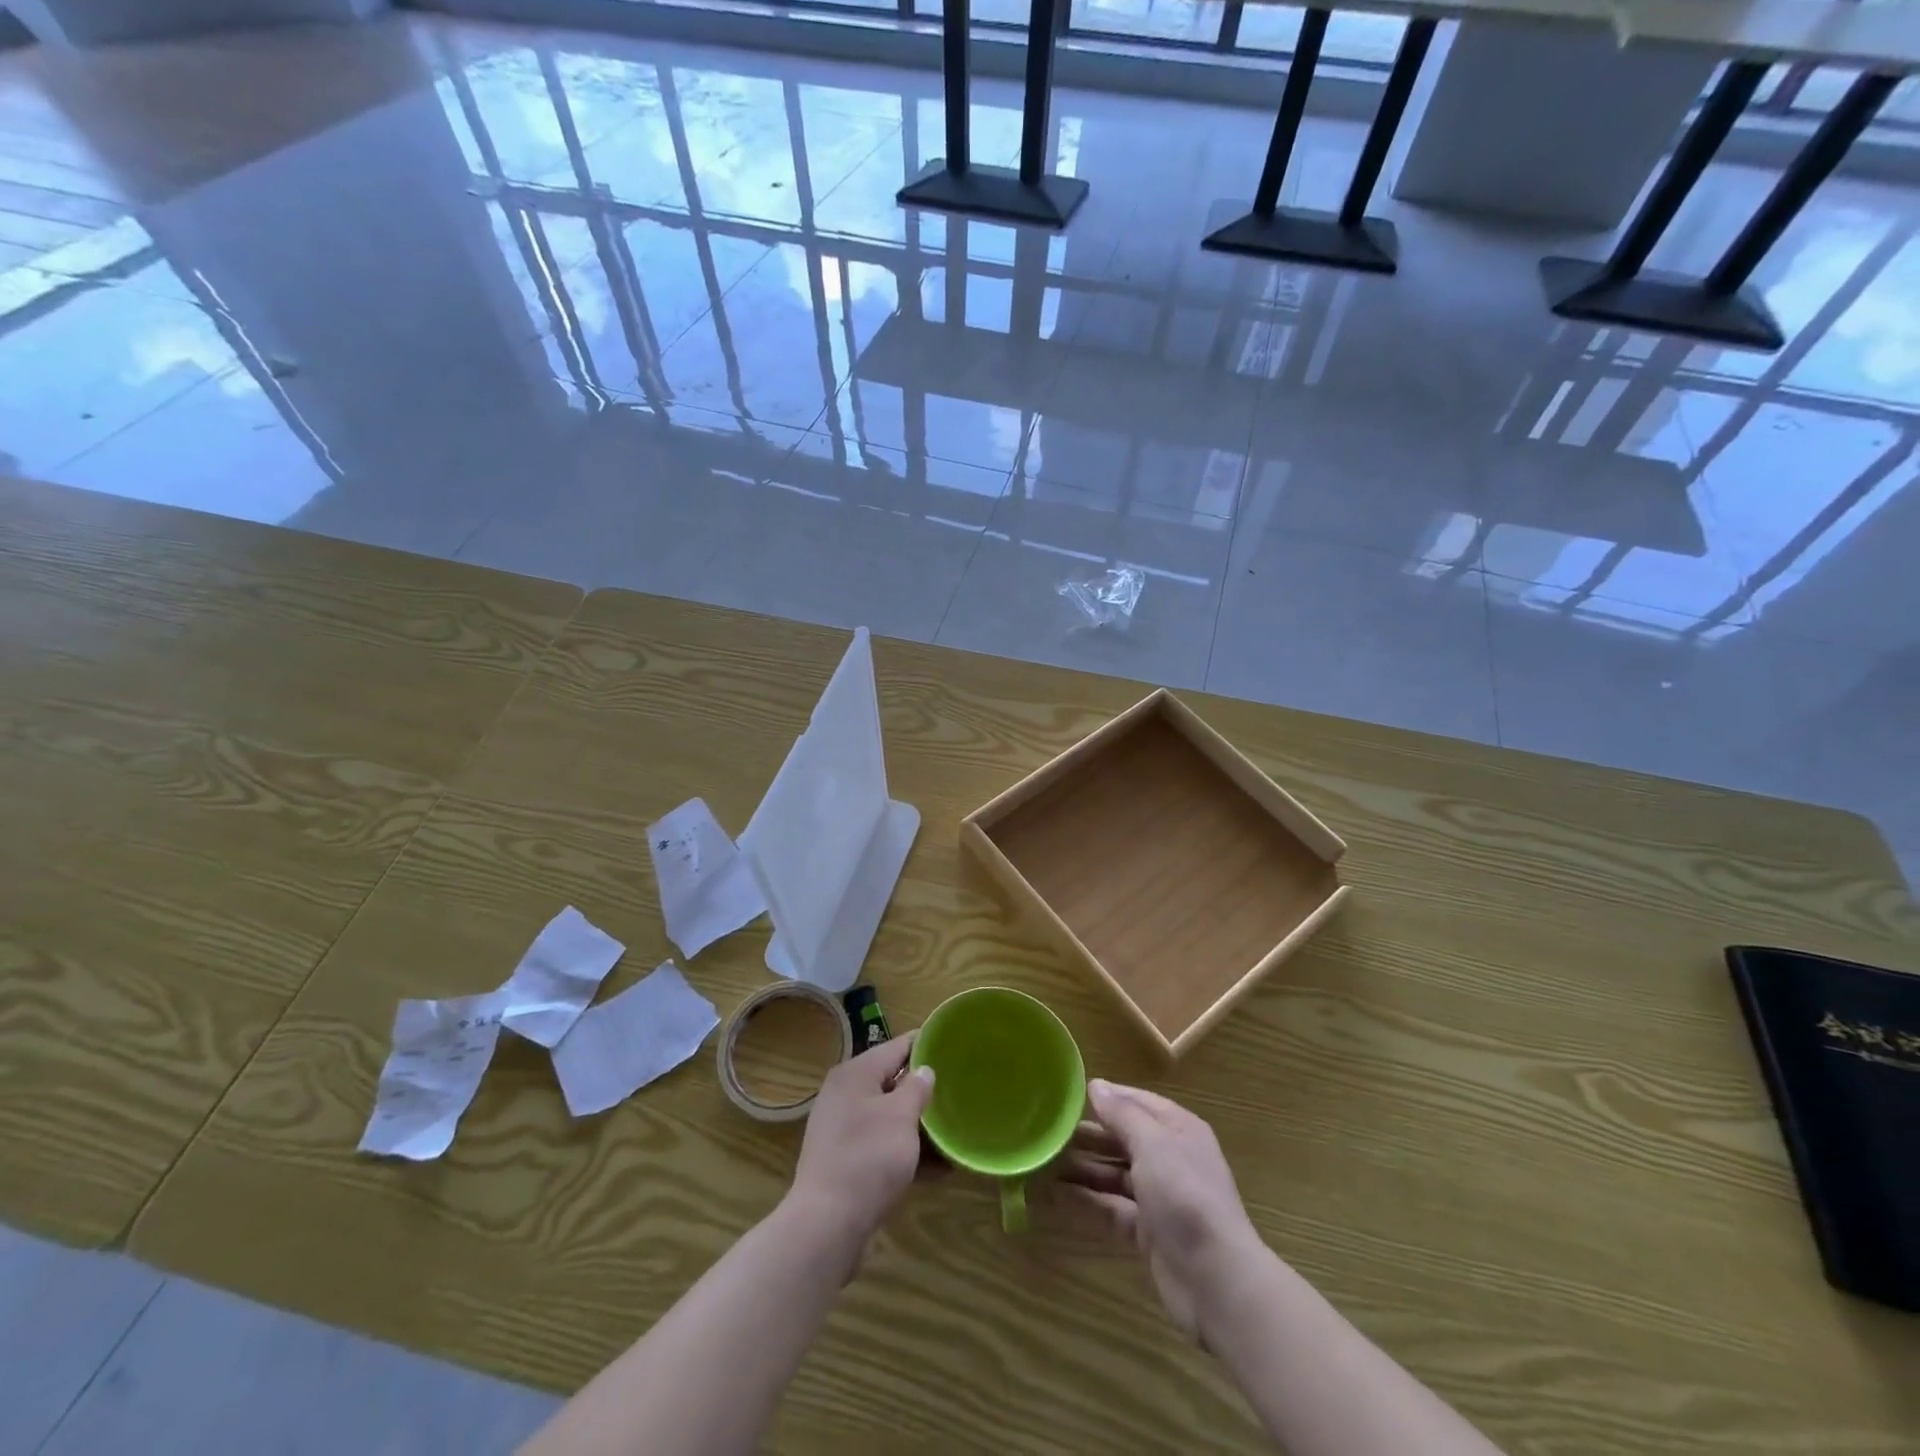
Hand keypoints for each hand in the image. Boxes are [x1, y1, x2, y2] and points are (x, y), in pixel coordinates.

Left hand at [784, 1034, 933, 1257]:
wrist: (827, 1225)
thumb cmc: (868, 1158)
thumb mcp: (901, 1117)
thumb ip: (916, 1088)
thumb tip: (924, 1070)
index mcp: (856, 1073)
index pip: (897, 1046)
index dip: (926, 1044)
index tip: (954, 1045)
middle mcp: (845, 1094)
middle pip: (892, 1081)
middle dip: (924, 1089)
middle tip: (958, 1090)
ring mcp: (842, 1129)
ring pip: (889, 1116)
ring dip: (919, 1125)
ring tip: (953, 1131)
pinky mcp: (845, 1161)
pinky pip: (882, 1144)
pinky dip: (906, 1151)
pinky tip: (938, 1169)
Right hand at [1060, 1079, 1263, 1342]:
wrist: (1216, 1280)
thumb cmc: (1186, 1195)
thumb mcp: (1153, 1144)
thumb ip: (1122, 1114)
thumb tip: (1096, 1085)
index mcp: (1178, 1129)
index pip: (1137, 1103)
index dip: (1106, 1097)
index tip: (1067, 1094)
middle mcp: (1169, 1158)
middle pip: (1122, 1139)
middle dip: (1087, 1136)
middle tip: (1045, 1131)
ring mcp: (1158, 1197)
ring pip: (1112, 1174)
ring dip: (1080, 1168)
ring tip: (1041, 1161)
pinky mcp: (1147, 1232)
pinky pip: (1110, 1207)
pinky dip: (1084, 1200)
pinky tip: (1052, 1193)